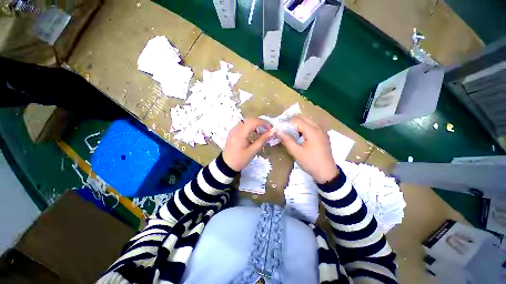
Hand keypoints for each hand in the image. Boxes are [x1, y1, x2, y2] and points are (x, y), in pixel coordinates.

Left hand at [223, 118, 275, 170]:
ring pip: (246, 122)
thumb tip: (273, 131)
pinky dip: (250, 127)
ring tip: (262, 132)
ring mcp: (233, 129)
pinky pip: (243, 125)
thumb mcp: (253, 151)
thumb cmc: (240, 159)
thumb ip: (263, 140)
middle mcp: (236, 128)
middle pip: (250, 119)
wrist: (227, 165)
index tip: (271, 128)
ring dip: (255, 124)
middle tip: (268, 129)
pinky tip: (254, 134)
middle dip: (260, 122)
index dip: (264, 122)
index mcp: (240, 133)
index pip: (253, 121)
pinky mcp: (233, 132)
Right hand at [278, 116, 338, 183]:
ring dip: (299, 123)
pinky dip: (305, 126)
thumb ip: (287, 140)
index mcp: (312, 131)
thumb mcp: (296, 152)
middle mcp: (318, 127)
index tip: (279, 127)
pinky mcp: (324, 135)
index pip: (297, 120)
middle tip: (284, 128)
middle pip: (304, 118)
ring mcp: (323, 131)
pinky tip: (301, 134)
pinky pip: (313, 125)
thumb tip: (278, 131)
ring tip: (291, 130)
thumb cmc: (310, 162)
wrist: (327, 172)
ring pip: (309, 120)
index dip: (287, 122)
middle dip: (292, 121)